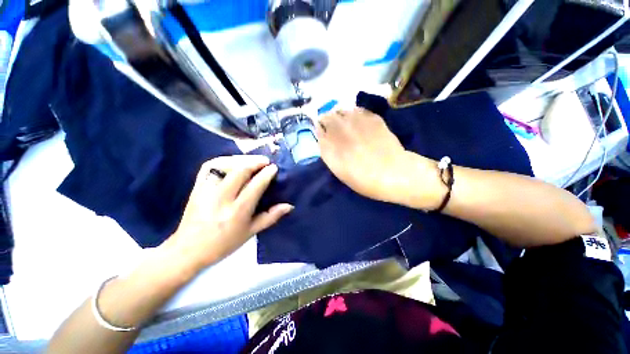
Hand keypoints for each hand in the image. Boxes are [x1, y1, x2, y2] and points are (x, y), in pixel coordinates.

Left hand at [162, 155, 292, 272]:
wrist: (189, 249)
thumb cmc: (224, 243)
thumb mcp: (251, 232)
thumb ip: (271, 217)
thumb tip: (289, 206)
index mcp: (238, 211)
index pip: (255, 185)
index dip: (266, 174)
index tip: (274, 168)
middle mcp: (222, 198)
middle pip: (240, 171)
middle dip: (256, 162)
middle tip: (266, 161)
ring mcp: (207, 190)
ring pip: (224, 165)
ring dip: (241, 159)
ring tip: (252, 160)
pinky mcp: (197, 187)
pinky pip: (209, 166)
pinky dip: (223, 160)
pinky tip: (233, 161)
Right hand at [317, 108, 438, 207]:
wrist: (393, 173)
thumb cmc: (364, 180)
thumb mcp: (340, 172)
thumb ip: (329, 153)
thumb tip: (324, 139)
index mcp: (330, 147)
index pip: (317, 129)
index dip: (320, 130)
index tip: (322, 132)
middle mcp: (339, 131)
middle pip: (326, 116)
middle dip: (327, 120)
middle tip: (332, 126)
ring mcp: (356, 122)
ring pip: (340, 110)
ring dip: (339, 115)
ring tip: (344, 122)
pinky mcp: (371, 118)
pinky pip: (356, 110)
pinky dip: (353, 113)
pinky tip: (357, 121)